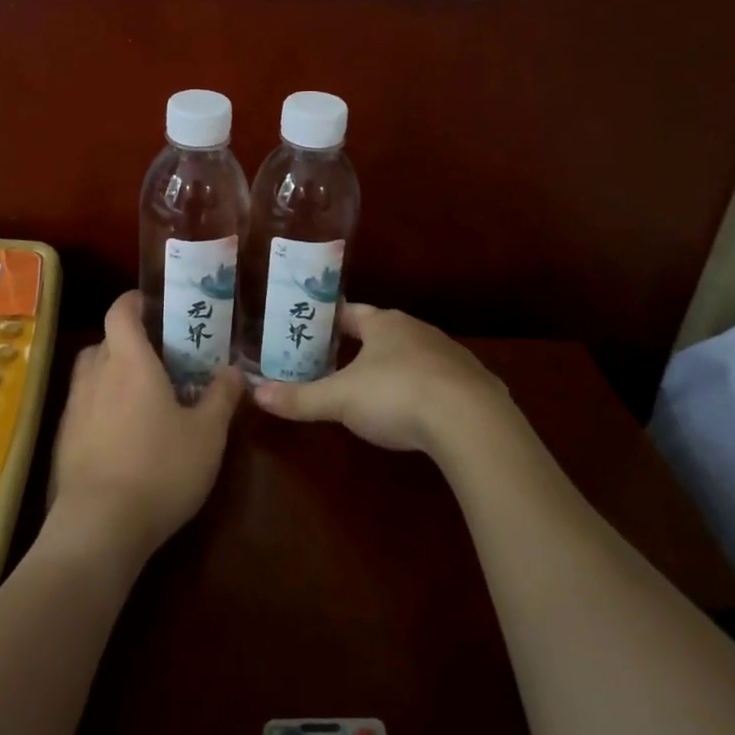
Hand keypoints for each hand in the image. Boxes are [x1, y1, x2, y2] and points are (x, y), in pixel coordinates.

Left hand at [45, 291, 241, 568]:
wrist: (99, 526)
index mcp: (129, 361)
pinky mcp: (63, 439)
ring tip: (140, 392)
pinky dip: (99, 405)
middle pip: (105, 340)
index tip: (152, 304)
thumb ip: (221, 398)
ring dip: (111, 372)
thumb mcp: (207, 436)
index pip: (120, 311)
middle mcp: (95, 374)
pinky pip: (83, 405)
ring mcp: (74, 408)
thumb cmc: (160, 469)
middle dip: (128, 340)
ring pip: (90, 372)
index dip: (133, 301)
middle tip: (158, 355)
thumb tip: (235, 371)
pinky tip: (121, 433)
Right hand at [251, 303, 515, 456]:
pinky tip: (424, 411)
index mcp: (385, 324)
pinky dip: (430, 390)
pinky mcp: (477, 384)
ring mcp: (451, 355)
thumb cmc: (396, 396)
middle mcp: (419, 330)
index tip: (314, 327)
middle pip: (385, 331)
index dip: (332, 319)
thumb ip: (300, 398)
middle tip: (339, 361)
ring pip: (416, 354)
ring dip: (399, 366)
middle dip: (364, 345)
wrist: (471, 422)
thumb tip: (256, 395)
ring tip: (380, 388)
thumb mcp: (340, 400)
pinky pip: (445, 381)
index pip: (352, 312)